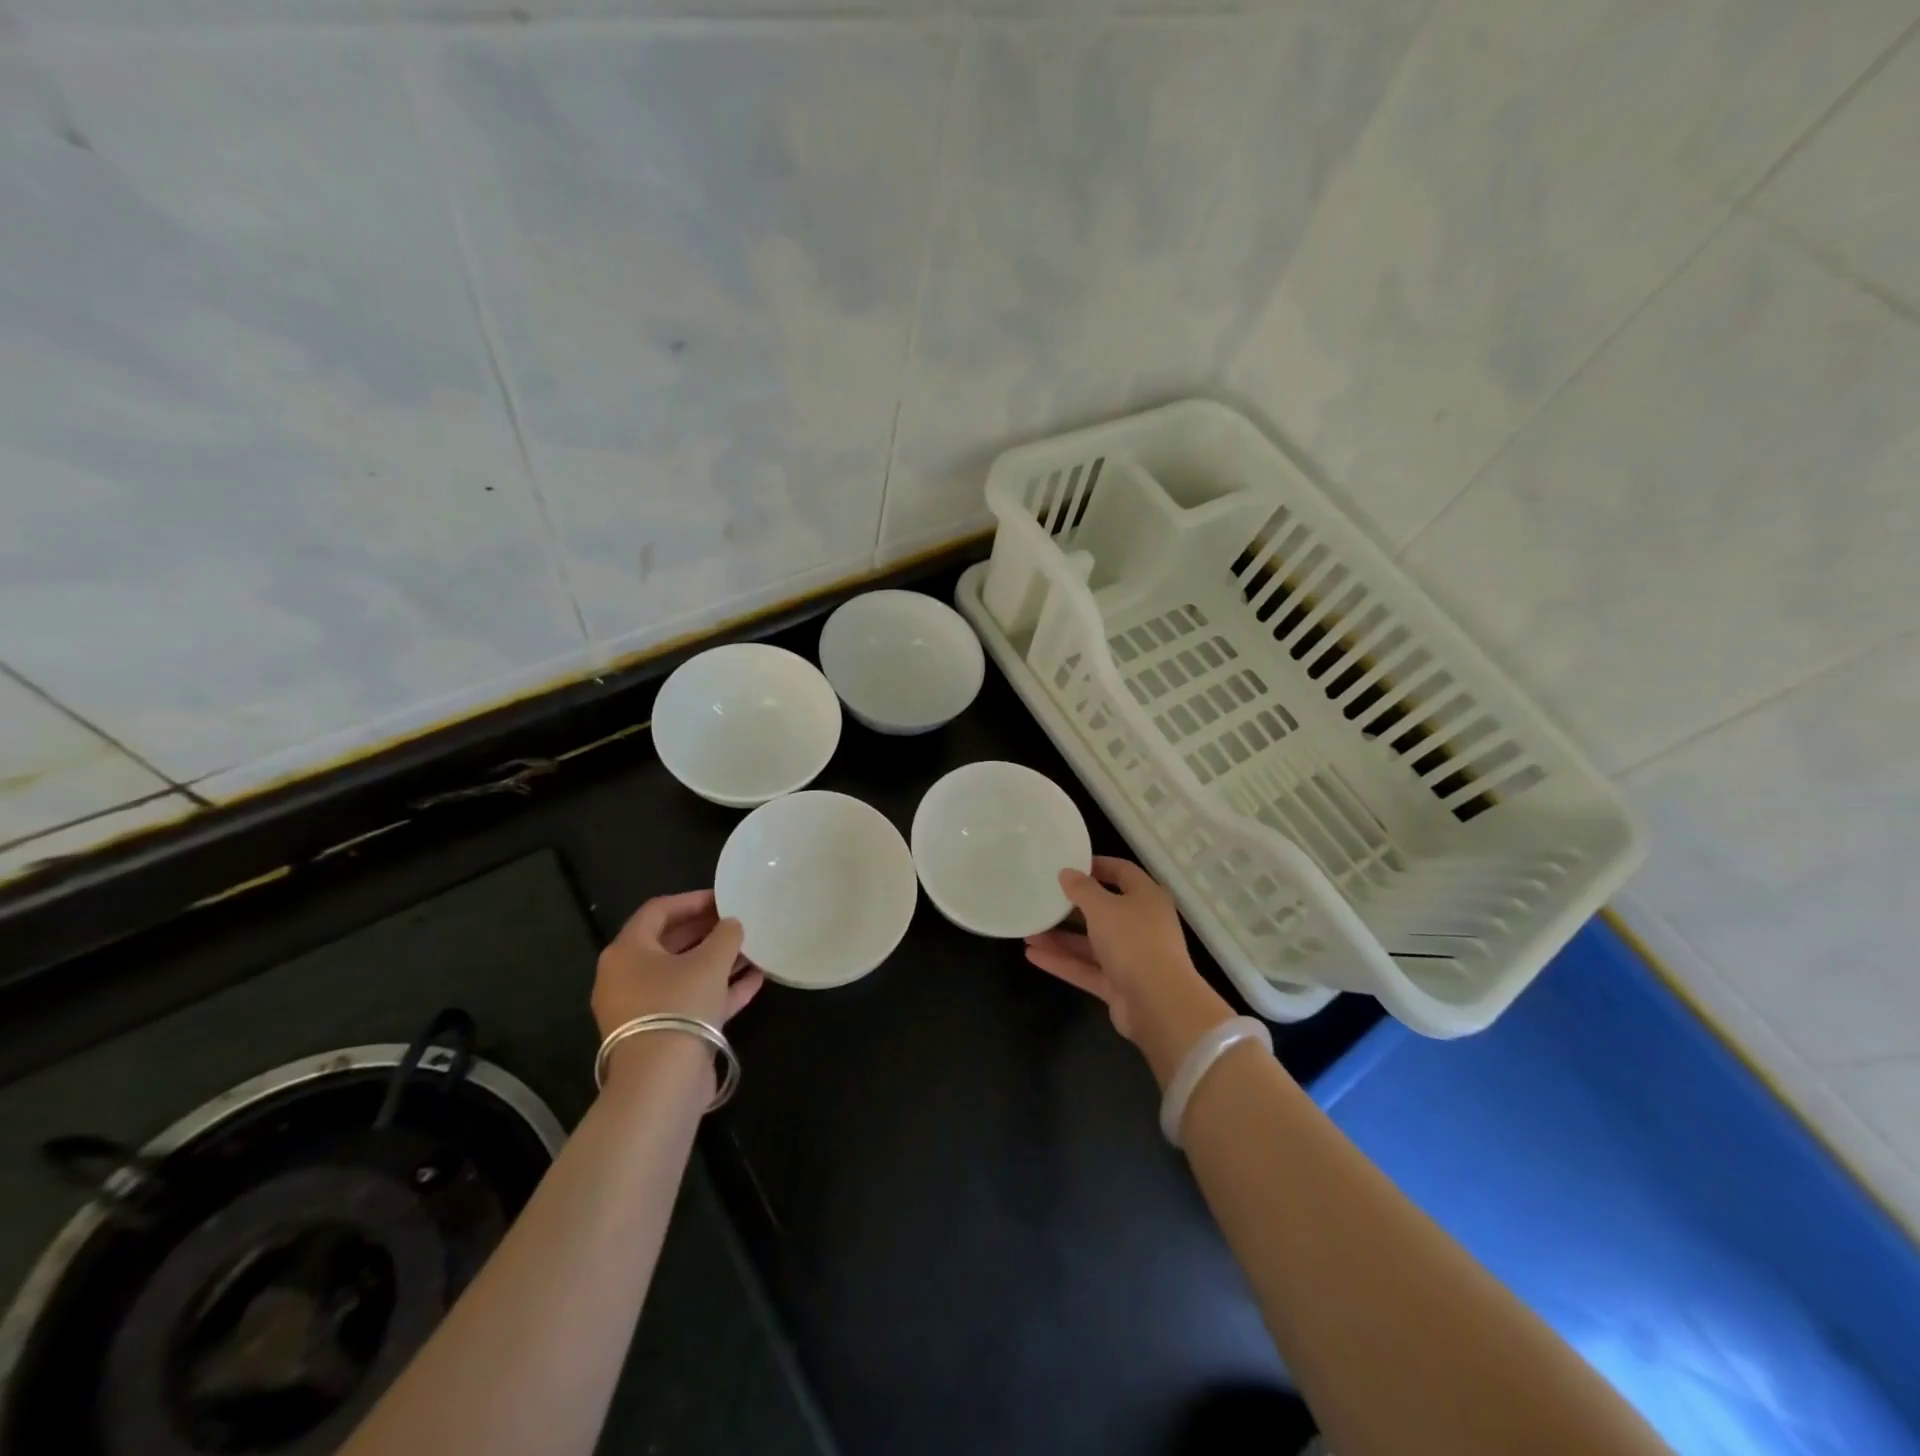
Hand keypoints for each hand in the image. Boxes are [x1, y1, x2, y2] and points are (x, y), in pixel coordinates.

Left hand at [592, 890, 764, 1040]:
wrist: (662, 1081)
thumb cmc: (679, 1004)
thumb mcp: (710, 961)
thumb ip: (725, 935)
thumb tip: (731, 924)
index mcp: (627, 951)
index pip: (658, 911)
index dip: (692, 900)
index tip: (724, 898)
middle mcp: (627, 977)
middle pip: (669, 943)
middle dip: (706, 930)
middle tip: (738, 921)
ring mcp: (643, 1009)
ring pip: (683, 974)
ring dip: (717, 960)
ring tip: (752, 949)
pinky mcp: (661, 1034)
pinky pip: (691, 1001)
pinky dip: (718, 989)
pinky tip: (754, 980)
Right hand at [1024, 857, 1235, 1087]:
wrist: (1159, 1004)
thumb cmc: (1134, 941)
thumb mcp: (1103, 907)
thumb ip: (1082, 889)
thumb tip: (1067, 873)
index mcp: (1146, 898)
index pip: (1122, 872)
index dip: (1096, 866)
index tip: (1068, 865)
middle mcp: (1141, 924)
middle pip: (1103, 910)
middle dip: (1071, 908)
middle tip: (1041, 900)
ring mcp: (1130, 957)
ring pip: (1091, 942)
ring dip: (1061, 938)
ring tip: (1028, 932)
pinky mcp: (1118, 984)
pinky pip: (1087, 968)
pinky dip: (1063, 962)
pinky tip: (1033, 955)